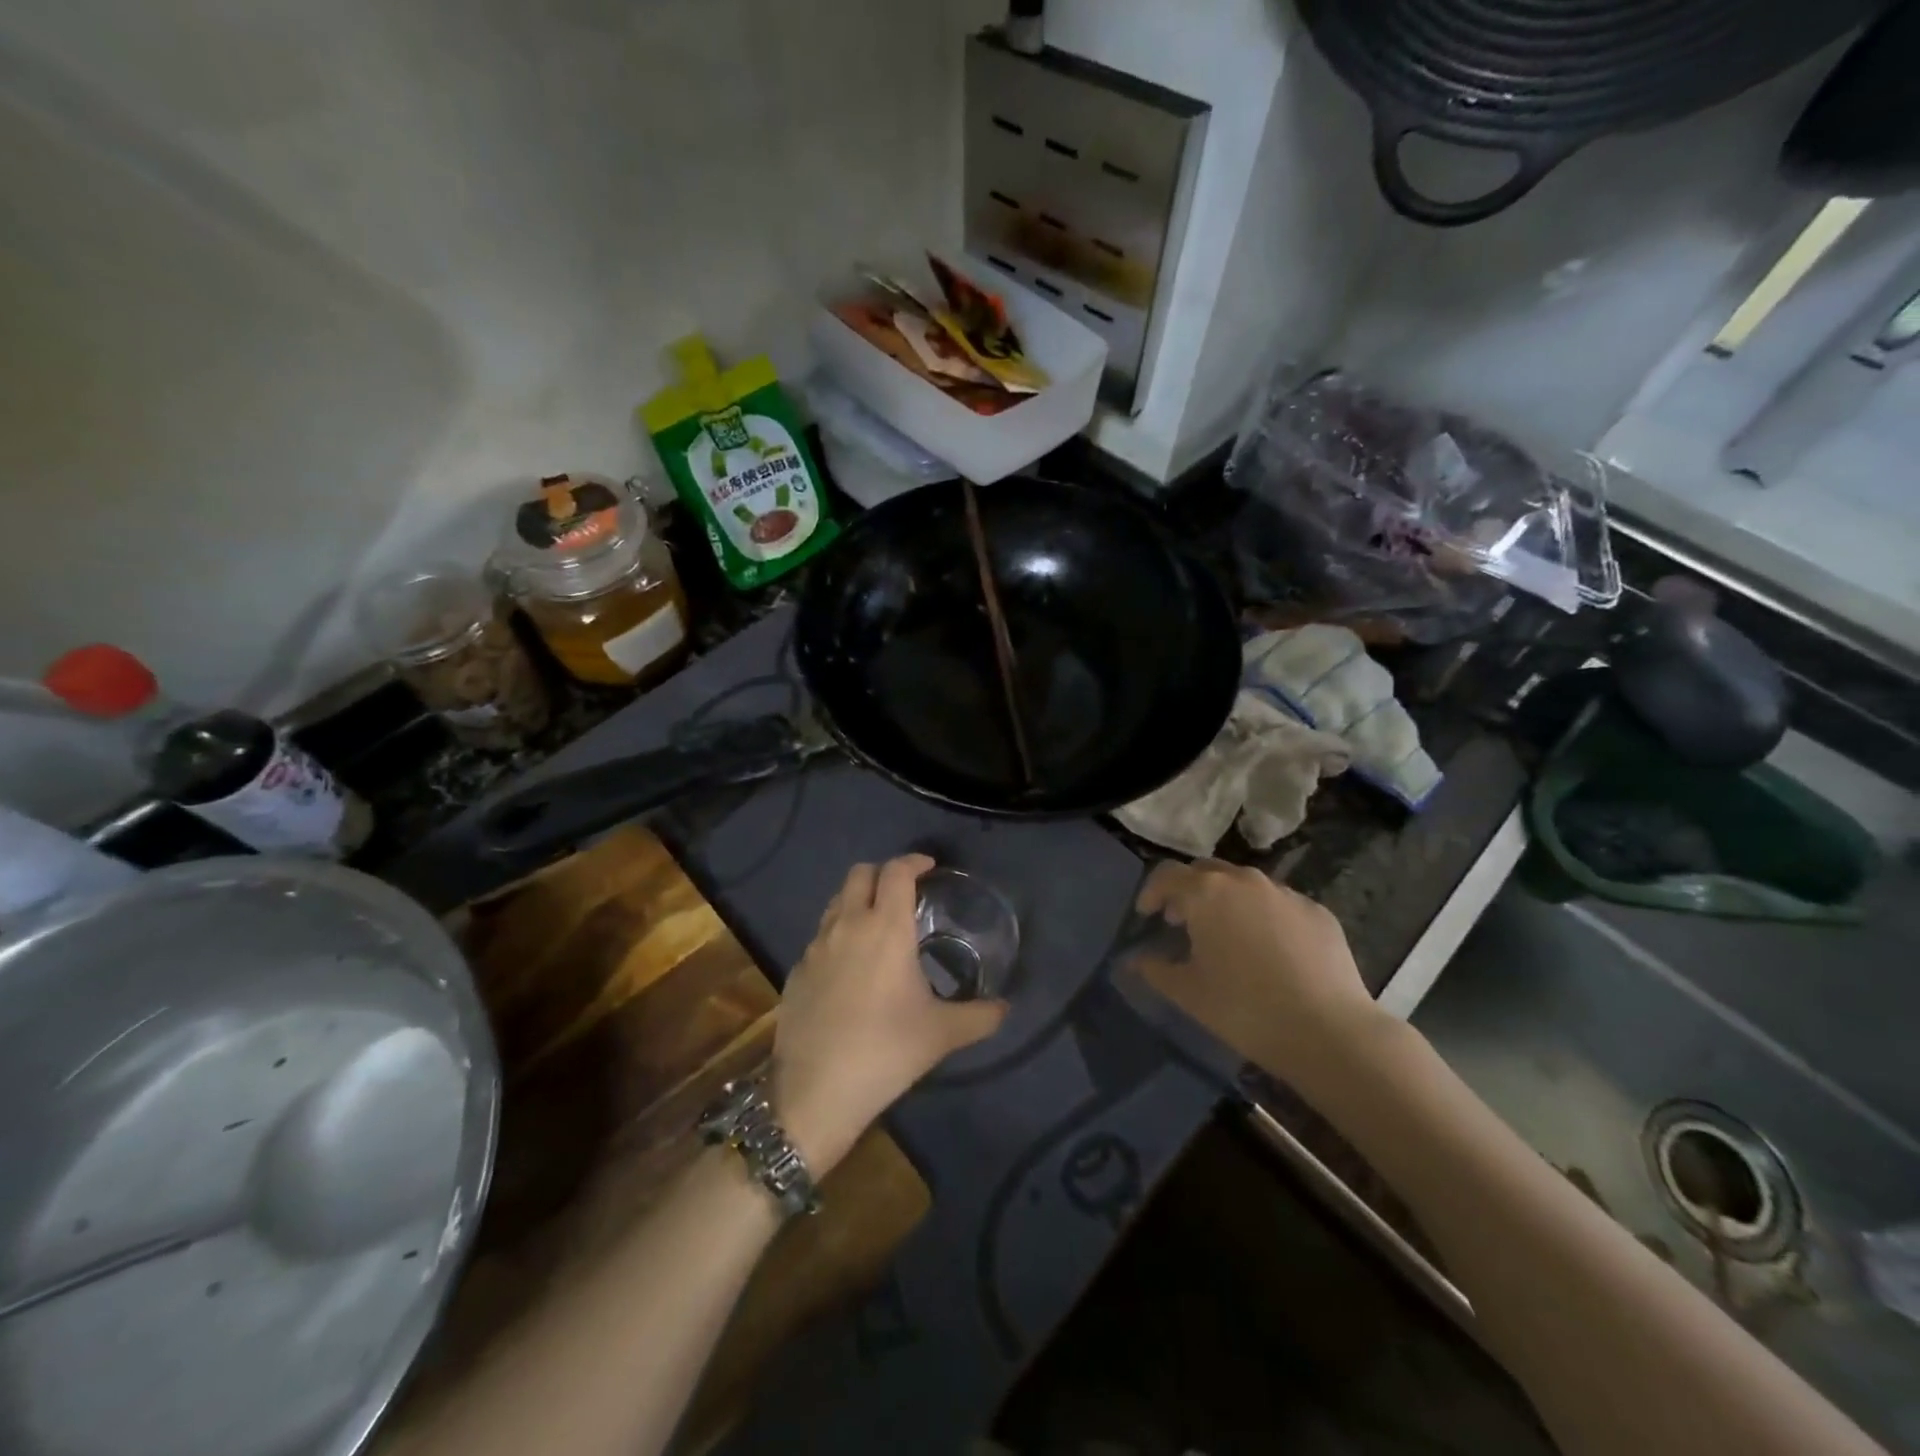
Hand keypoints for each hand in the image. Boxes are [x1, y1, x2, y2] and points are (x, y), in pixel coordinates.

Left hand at [772, 855, 1008, 1176]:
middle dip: (883, 873)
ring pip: (836, 902)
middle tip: (904, 893)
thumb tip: (1005, 1008)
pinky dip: (838, 934)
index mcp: (885, 928)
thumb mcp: (942, 1033)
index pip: (896, 871)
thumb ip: (980, 1016)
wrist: (816, 1091)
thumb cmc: (886, 1051)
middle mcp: (847, 925)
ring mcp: (816, 947)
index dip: (913, 861)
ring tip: (878, 927)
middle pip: (860, 874)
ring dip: (858, 901)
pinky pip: (820, 937)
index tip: (929, 868)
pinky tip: (851, 968)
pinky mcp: (796, 971)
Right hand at [1132, 860, 1384, 1082]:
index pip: (1167, 875)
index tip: (1146, 916)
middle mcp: (1244, 881)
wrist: (1329, 1031)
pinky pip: (1279, 904)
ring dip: (1226, 901)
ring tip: (1226, 935)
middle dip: (1189, 891)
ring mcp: (1285, 894)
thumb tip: (1134, 960)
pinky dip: (1263, 916)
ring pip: (1245, 885)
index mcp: (1206, 893)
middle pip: (1206, 871)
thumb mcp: (1188, 993)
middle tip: (1182, 922)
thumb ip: (1154, 970)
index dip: (1152, 892)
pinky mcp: (1317, 912)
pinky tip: (1269, 950)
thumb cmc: (1244, 1009)